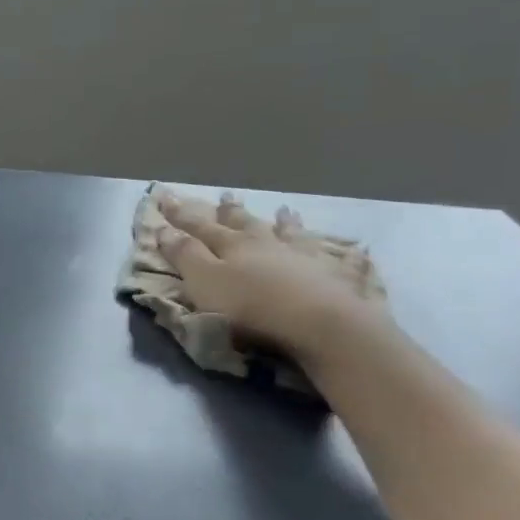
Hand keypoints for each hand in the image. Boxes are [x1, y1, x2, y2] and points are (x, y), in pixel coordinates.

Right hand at [155, 191, 387, 364]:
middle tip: (226, 196)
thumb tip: (164, 229)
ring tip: (285, 211)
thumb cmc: (251, 307)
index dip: (182, 215)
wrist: (320, 324)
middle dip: (232, 212)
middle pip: (246, 224)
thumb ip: (185, 256)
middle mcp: (269, 244)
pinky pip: (343, 262)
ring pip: (293, 235)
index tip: (167, 198)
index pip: (200, 227)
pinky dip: (345, 255)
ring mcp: (307, 258)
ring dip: (286, 223)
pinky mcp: (339, 279)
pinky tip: (355, 250)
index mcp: (233, 246)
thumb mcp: (204, 282)